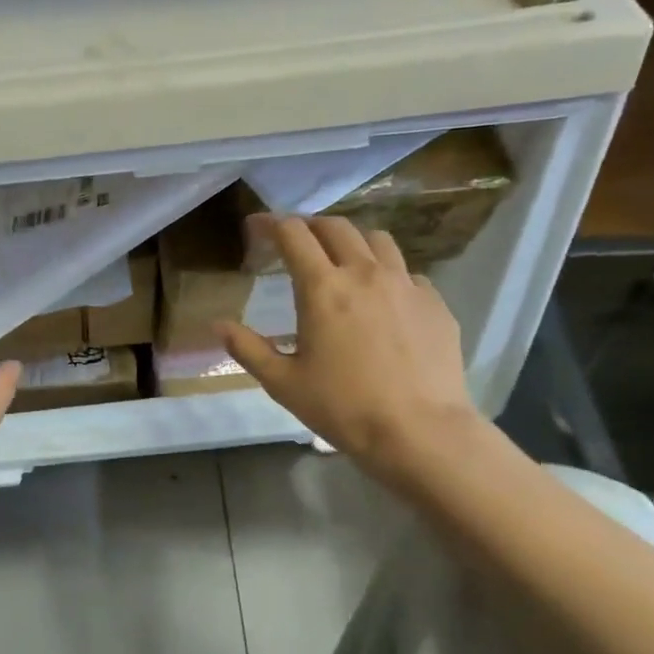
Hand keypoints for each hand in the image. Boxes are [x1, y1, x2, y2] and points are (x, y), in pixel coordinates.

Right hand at [218, 216, 483, 487]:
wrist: (419, 430)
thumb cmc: (342, 407)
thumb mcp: (283, 383)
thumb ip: (248, 348)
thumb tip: (218, 325)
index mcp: (323, 289)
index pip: (294, 235)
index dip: (270, 224)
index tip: (257, 226)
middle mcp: (365, 273)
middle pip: (336, 227)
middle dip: (310, 226)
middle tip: (295, 241)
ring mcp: (406, 284)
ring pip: (377, 240)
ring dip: (351, 240)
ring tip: (341, 259)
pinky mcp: (434, 302)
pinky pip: (406, 271)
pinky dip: (385, 271)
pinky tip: (380, 297)